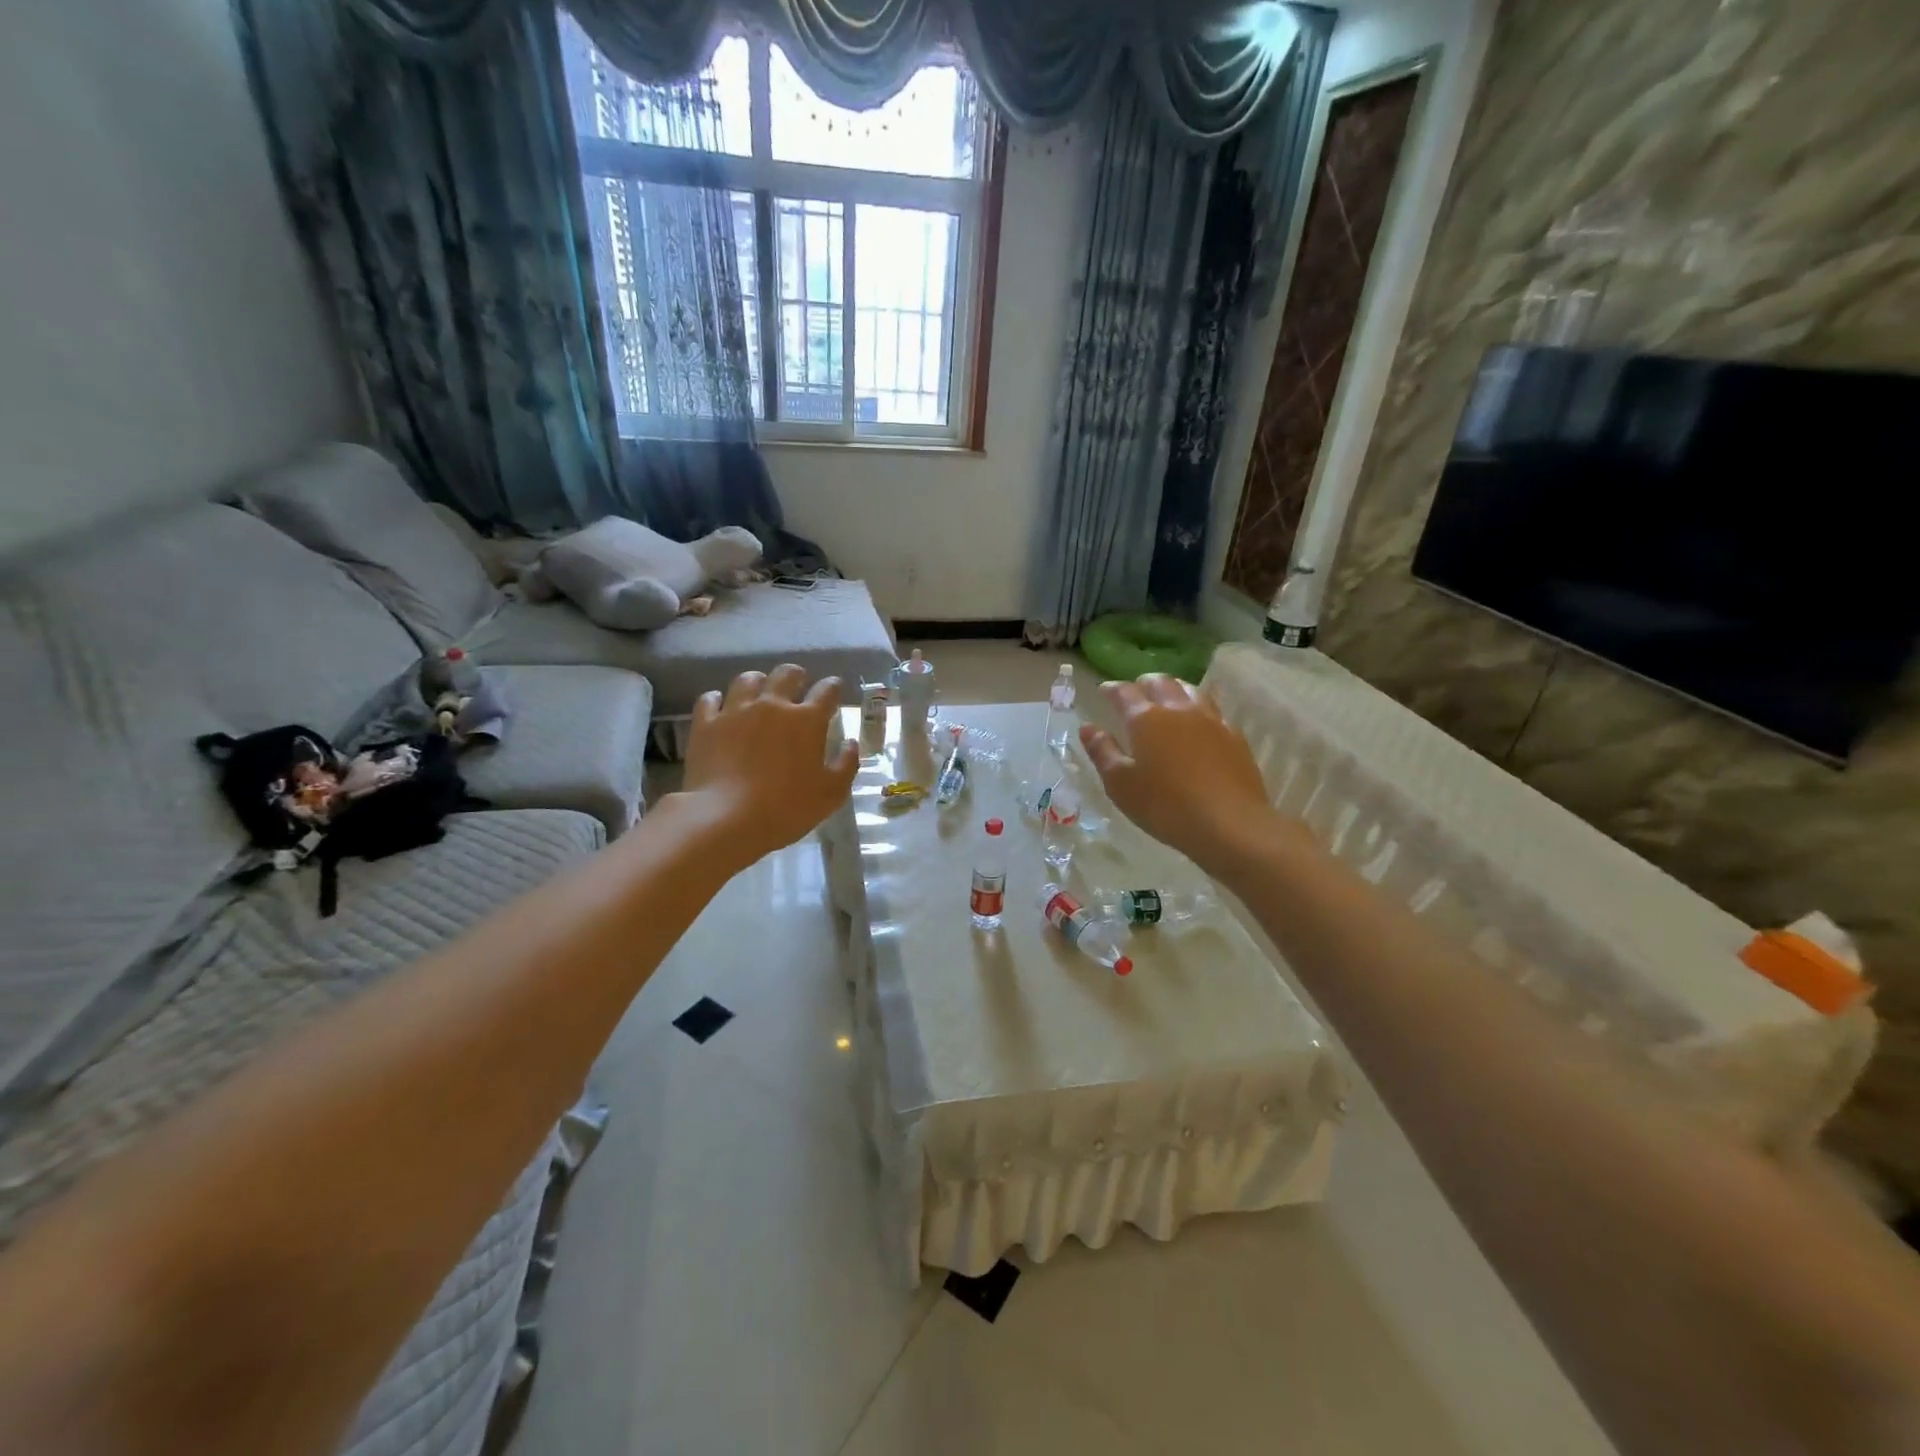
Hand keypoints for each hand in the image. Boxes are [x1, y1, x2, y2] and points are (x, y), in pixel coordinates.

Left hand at [683, 666, 857, 865]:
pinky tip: (721, 708)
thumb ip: (846, 764)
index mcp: (807, 720)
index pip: (826, 691)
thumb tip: (850, 743)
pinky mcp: (706, 724)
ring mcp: (736, 711)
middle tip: (798, 683)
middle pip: (786, 674)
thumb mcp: (831, 794)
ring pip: (747, 679)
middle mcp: (772, 705)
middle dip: (796, 675)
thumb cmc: (786, 808)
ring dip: (758, 682)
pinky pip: (710, 699)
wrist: (726, 818)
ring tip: (759, 691)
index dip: (832, 686)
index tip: (834, 688)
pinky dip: (718, 700)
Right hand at [1078, 675, 1287, 875]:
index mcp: (1145, 718)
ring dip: (1173, 689)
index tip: (1103, 691)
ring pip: (1190, 689)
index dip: (1111, 689)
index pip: (1124, 692)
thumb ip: (1103, 752)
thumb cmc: (1165, 806)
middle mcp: (1178, 709)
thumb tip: (1088, 728)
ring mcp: (1211, 719)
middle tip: (1134, 694)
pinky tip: (1198, 723)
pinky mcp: (1234, 735)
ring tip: (1167, 699)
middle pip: (1160, 682)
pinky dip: (1198, 707)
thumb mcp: (1120, 784)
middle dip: (1143, 684)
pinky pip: (1212, 709)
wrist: (1230, 823)